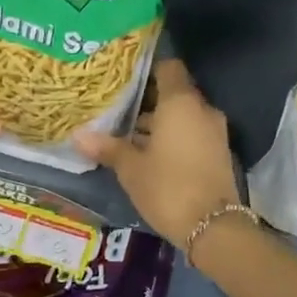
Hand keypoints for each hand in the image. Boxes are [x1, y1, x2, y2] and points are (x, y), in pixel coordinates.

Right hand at [76, 59, 240, 245]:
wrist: (214, 228)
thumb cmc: (168, 188)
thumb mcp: (131, 169)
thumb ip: (107, 147)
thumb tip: (78, 135)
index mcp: (181, 103)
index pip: (168, 67)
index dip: (146, 68)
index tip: (124, 77)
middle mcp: (202, 110)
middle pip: (174, 92)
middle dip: (147, 100)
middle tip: (117, 107)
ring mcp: (214, 132)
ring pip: (182, 116)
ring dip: (159, 122)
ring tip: (126, 133)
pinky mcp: (218, 153)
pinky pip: (192, 134)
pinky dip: (173, 137)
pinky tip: (148, 153)